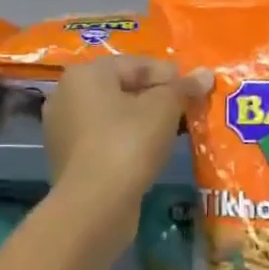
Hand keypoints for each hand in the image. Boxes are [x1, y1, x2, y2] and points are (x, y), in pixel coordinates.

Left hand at [43, 56, 211, 220]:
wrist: (94, 205)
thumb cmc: (128, 143)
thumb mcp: (163, 109)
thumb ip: (183, 88)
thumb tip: (205, 74)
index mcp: (85, 74)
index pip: (135, 64)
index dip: (168, 74)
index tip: (194, 88)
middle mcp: (67, 94)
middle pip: (121, 87)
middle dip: (155, 96)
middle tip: (186, 109)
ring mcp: (63, 128)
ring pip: (112, 115)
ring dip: (141, 120)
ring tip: (172, 131)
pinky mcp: (68, 158)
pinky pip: (103, 139)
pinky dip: (126, 140)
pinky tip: (149, 152)